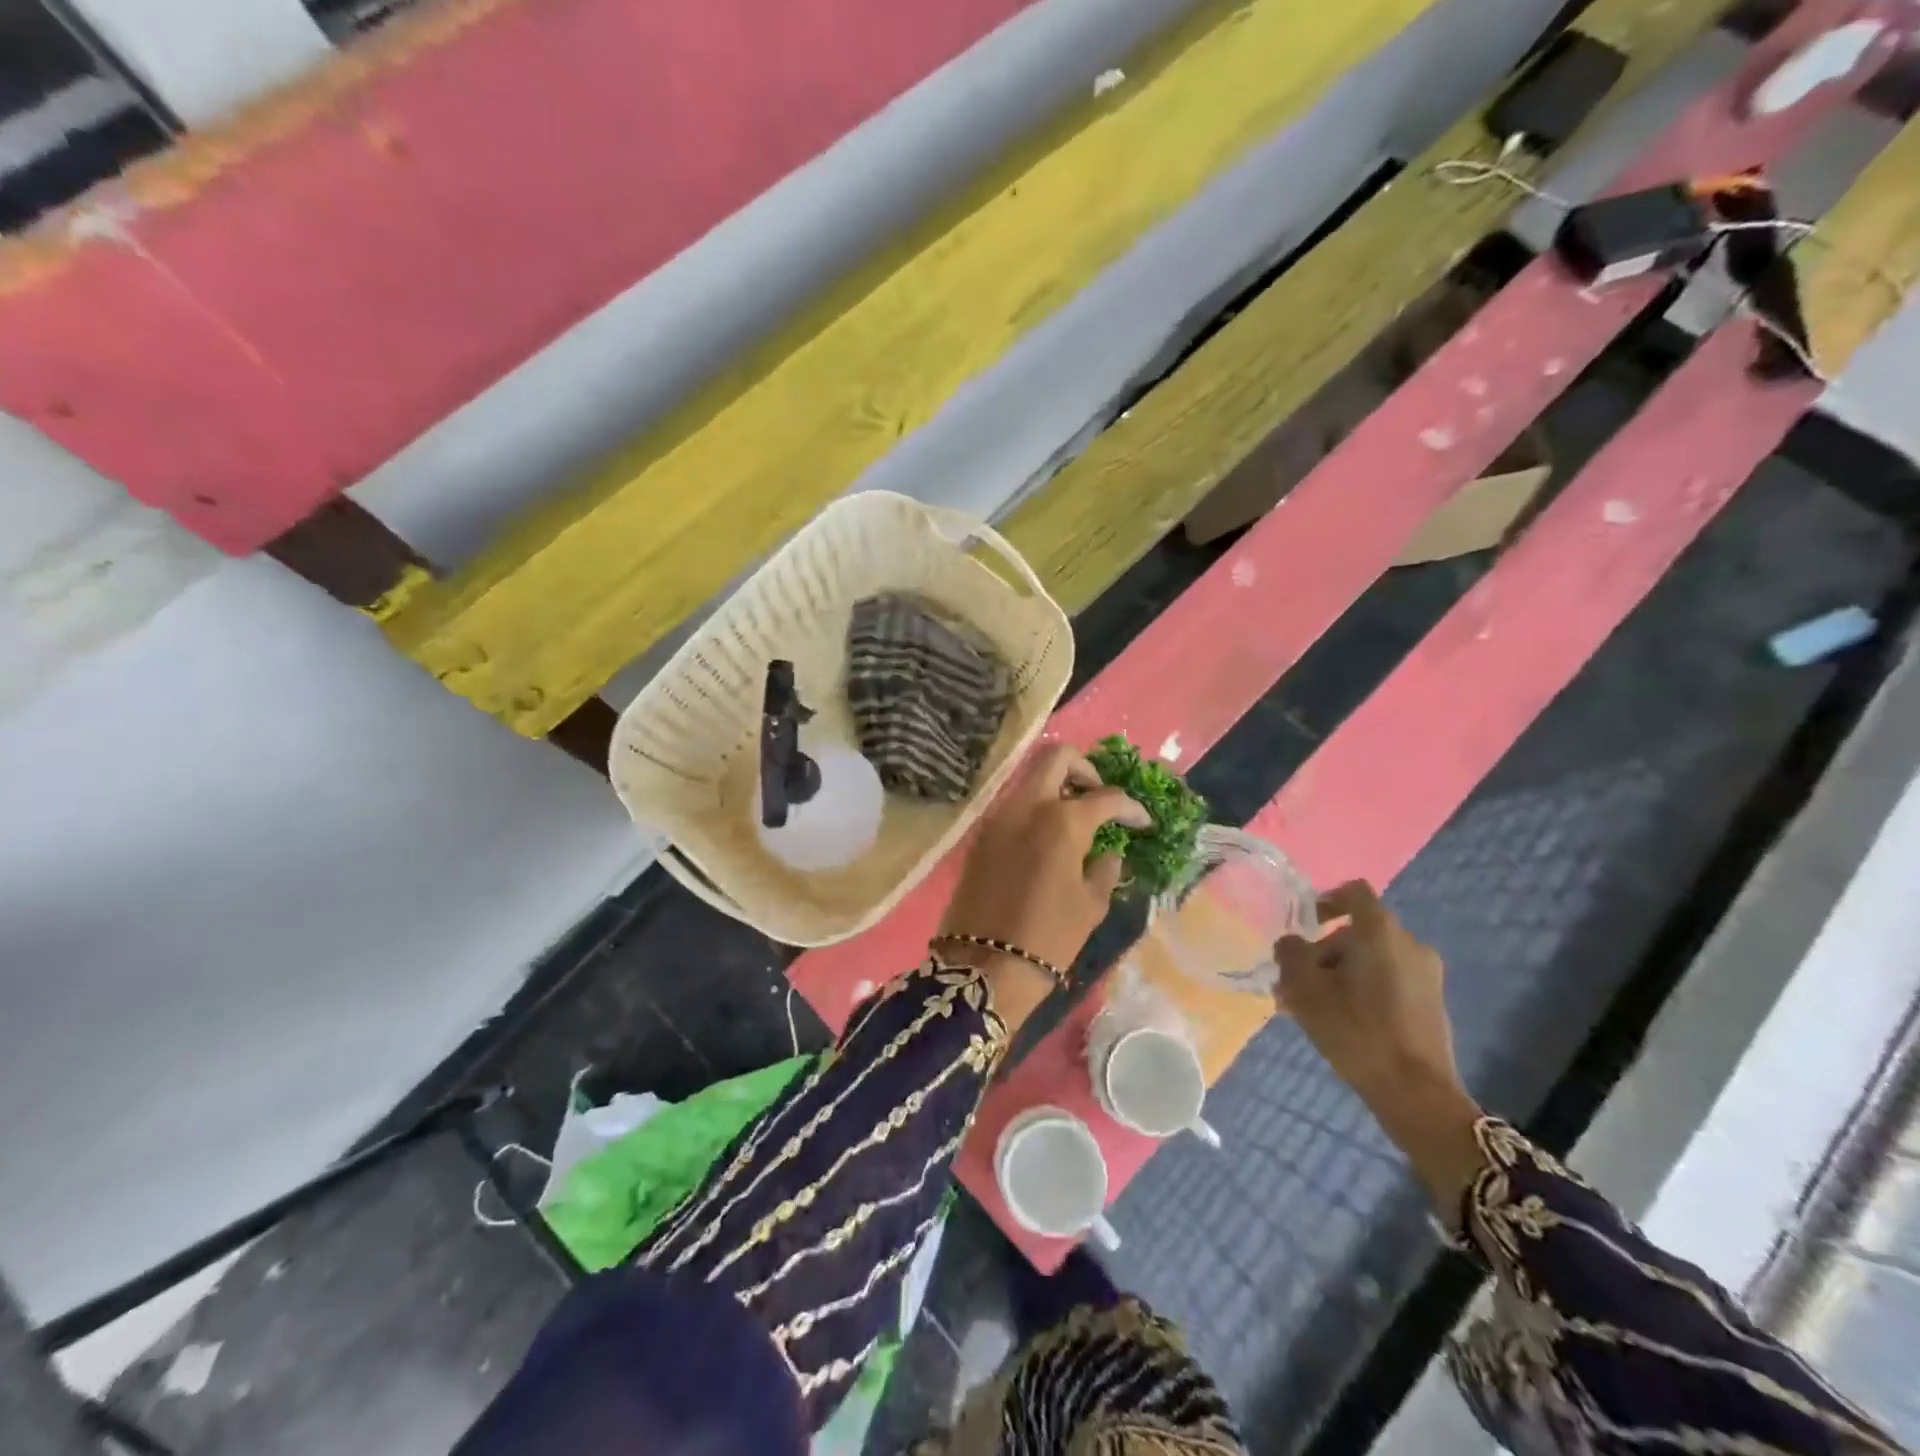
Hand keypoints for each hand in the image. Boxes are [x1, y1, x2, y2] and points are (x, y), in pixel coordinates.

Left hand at [939, 744, 1150, 973]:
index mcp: (1062, 821)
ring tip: (1077, 818)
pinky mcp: (982, 834)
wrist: (984, 965)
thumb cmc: (1048, 938)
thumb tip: (1109, 851)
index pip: (1107, 797)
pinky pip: (1013, 804)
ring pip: (1030, 778)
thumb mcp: (1091, 905)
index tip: (1143, 822)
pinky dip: (1035, 807)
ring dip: (1057, 786)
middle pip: (1056, 757)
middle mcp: (1027, 806)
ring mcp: (999, 816)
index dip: (1131, 807)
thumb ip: (1105, 868)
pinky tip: (1049, 838)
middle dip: (1085, 768)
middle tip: (1099, 796)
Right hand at [1276, 882, 1484, 1208]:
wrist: (1416, 1093)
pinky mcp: (1432, 1003)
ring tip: (1312, 1007)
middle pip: (1357, 933)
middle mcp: (1409, 944)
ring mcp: (1427, 975)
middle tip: (1295, 981)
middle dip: (1324, 952)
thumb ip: (1290, 954)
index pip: (1354, 893)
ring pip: (1371, 960)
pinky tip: (1341, 1021)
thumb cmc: (1355, 1029)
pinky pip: (1389, 981)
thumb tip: (1291, 943)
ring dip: (1340, 974)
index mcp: (1380, 932)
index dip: (1326, 899)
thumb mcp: (1304, 989)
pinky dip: (1364, 990)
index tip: (1304, 922)